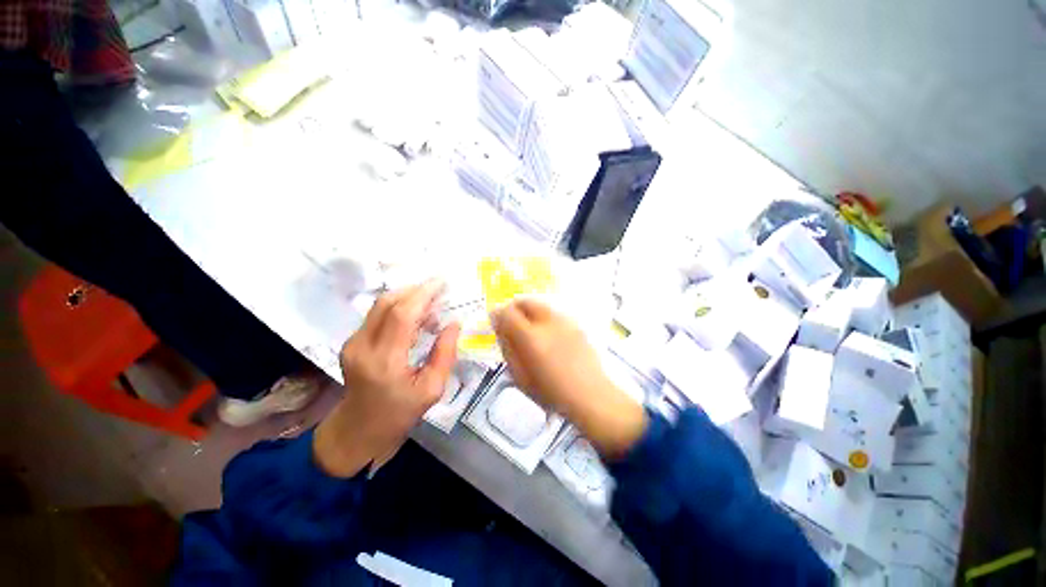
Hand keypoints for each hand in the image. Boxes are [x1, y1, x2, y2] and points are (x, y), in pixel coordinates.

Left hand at [314, 281, 460, 477]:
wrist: (358, 430)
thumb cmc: (400, 413)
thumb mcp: (432, 390)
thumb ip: (445, 354)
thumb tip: (454, 323)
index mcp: (385, 362)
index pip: (402, 315)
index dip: (423, 294)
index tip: (443, 283)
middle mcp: (363, 346)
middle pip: (387, 303)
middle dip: (416, 290)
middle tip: (440, 290)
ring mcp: (353, 343)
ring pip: (380, 305)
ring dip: (408, 297)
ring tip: (432, 304)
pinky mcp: (352, 342)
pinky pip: (377, 315)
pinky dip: (399, 308)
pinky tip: (416, 317)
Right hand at [491, 298, 645, 458]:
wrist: (590, 395)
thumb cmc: (551, 392)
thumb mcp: (520, 377)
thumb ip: (508, 349)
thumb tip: (500, 329)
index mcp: (531, 337)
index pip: (507, 313)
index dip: (498, 314)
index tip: (496, 322)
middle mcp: (547, 322)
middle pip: (525, 301)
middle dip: (514, 308)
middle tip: (511, 322)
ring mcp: (564, 321)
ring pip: (540, 304)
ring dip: (529, 311)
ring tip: (529, 328)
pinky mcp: (575, 324)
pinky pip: (553, 312)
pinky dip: (544, 316)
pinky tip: (547, 333)